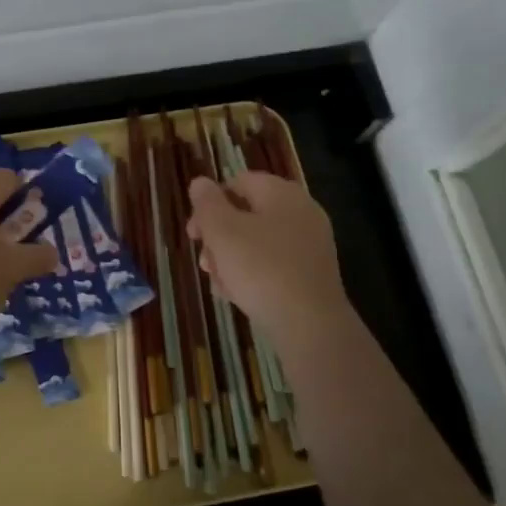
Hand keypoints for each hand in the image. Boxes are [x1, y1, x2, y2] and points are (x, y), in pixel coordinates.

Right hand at [186, 172, 353, 350]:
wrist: (309, 323)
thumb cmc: (260, 268)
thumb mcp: (222, 231)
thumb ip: (207, 204)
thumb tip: (200, 183)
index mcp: (281, 193)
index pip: (239, 182)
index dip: (210, 203)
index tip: (194, 232)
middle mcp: (301, 212)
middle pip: (247, 214)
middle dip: (218, 237)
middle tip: (204, 262)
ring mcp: (309, 244)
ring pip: (257, 242)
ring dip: (230, 259)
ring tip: (218, 284)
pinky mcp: (311, 273)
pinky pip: (273, 264)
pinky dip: (252, 274)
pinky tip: (236, 296)